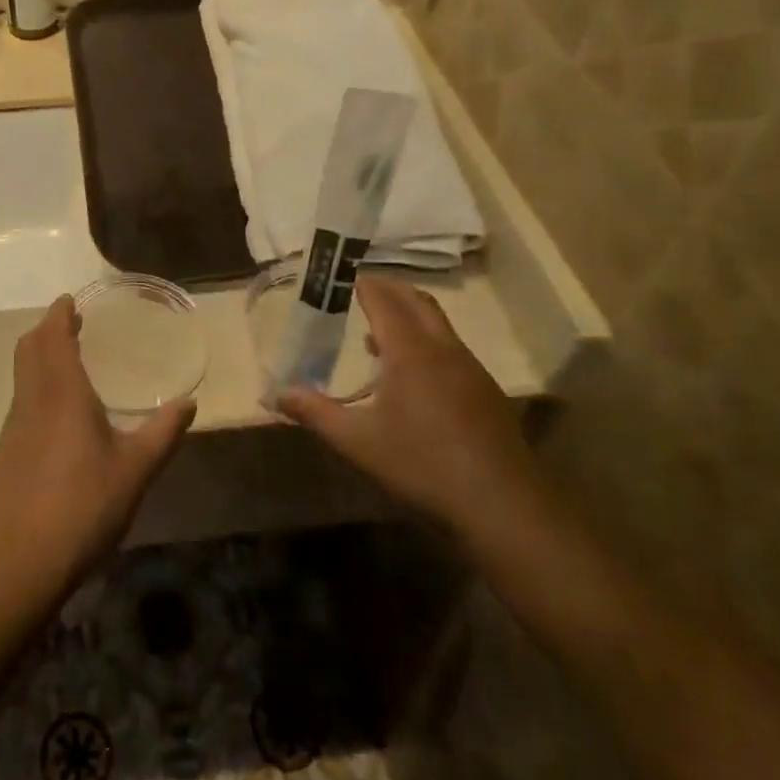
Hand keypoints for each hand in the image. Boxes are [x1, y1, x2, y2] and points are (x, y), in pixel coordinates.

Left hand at [0, 297, 194, 599]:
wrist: (21, 559)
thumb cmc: (84, 505)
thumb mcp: (135, 470)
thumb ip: (163, 433)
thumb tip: (189, 403)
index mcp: (63, 392)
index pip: (53, 336)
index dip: (59, 314)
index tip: (70, 301)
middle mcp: (32, 399)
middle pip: (29, 347)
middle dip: (47, 328)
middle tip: (71, 323)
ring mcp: (14, 425)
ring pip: (21, 373)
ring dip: (39, 355)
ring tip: (66, 359)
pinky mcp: (6, 451)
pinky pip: (20, 399)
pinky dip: (35, 384)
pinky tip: (56, 411)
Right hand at [277, 278, 538, 529]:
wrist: (502, 505)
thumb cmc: (422, 465)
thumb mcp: (357, 442)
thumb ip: (315, 413)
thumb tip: (277, 395)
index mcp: (410, 351)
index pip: (384, 301)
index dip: (364, 284)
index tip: (345, 274)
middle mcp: (443, 349)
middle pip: (417, 301)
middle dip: (390, 289)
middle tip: (363, 287)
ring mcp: (470, 369)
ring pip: (439, 324)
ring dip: (410, 315)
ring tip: (380, 331)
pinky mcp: (486, 392)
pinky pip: (451, 348)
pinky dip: (427, 341)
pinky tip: (414, 375)